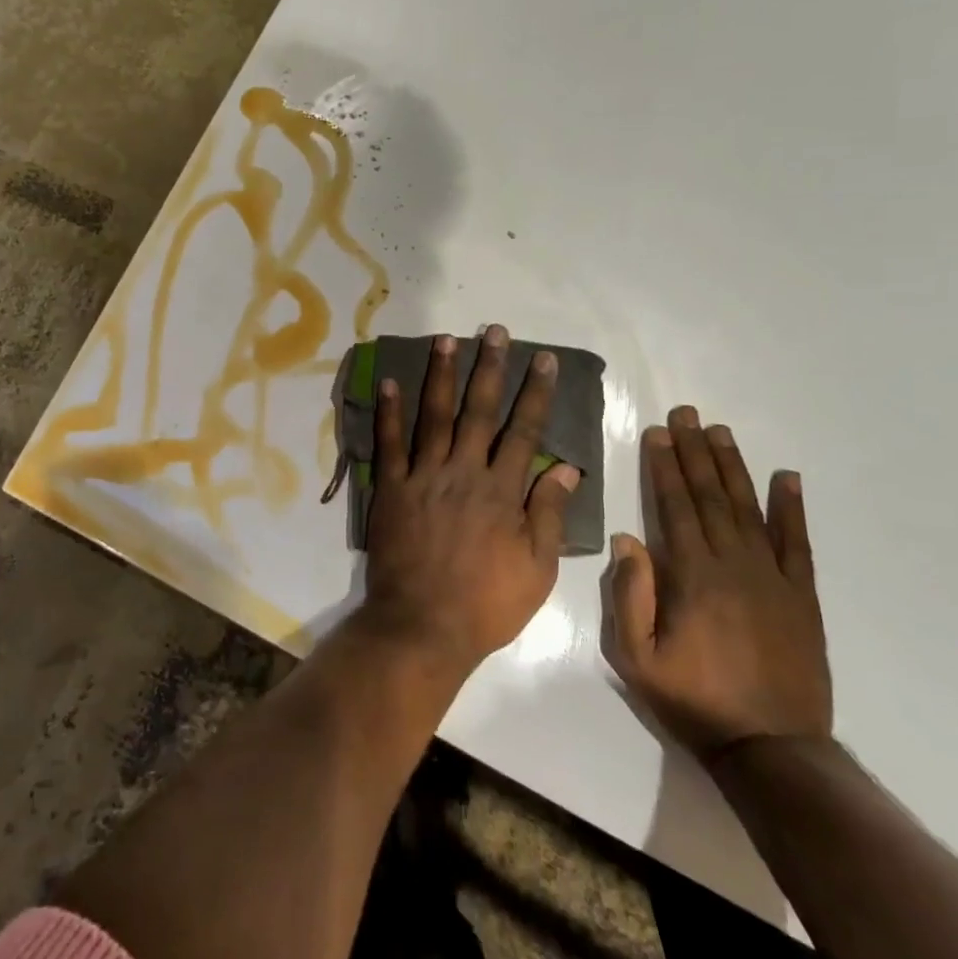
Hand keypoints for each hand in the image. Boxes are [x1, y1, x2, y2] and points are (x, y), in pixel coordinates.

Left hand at [359, 326, 580, 674]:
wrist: (423, 626)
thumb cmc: (487, 603)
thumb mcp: (537, 568)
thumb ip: (549, 514)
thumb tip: (568, 469)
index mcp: (502, 491)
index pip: (525, 431)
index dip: (535, 394)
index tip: (542, 360)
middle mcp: (464, 472)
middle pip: (480, 411)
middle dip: (490, 368)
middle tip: (495, 332)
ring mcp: (424, 477)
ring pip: (435, 416)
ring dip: (441, 375)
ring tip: (447, 339)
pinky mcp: (392, 488)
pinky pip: (390, 444)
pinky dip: (389, 412)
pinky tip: (389, 382)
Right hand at [604, 406, 831, 761]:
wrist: (772, 748)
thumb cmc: (694, 701)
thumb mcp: (638, 657)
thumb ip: (630, 595)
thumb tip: (627, 538)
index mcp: (692, 575)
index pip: (674, 506)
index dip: (664, 466)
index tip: (658, 432)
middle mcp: (733, 564)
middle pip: (710, 496)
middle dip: (694, 451)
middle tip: (686, 414)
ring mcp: (773, 577)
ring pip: (749, 508)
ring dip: (733, 466)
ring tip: (720, 432)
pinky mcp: (802, 596)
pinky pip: (798, 543)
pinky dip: (792, 508)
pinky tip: (788, 478)